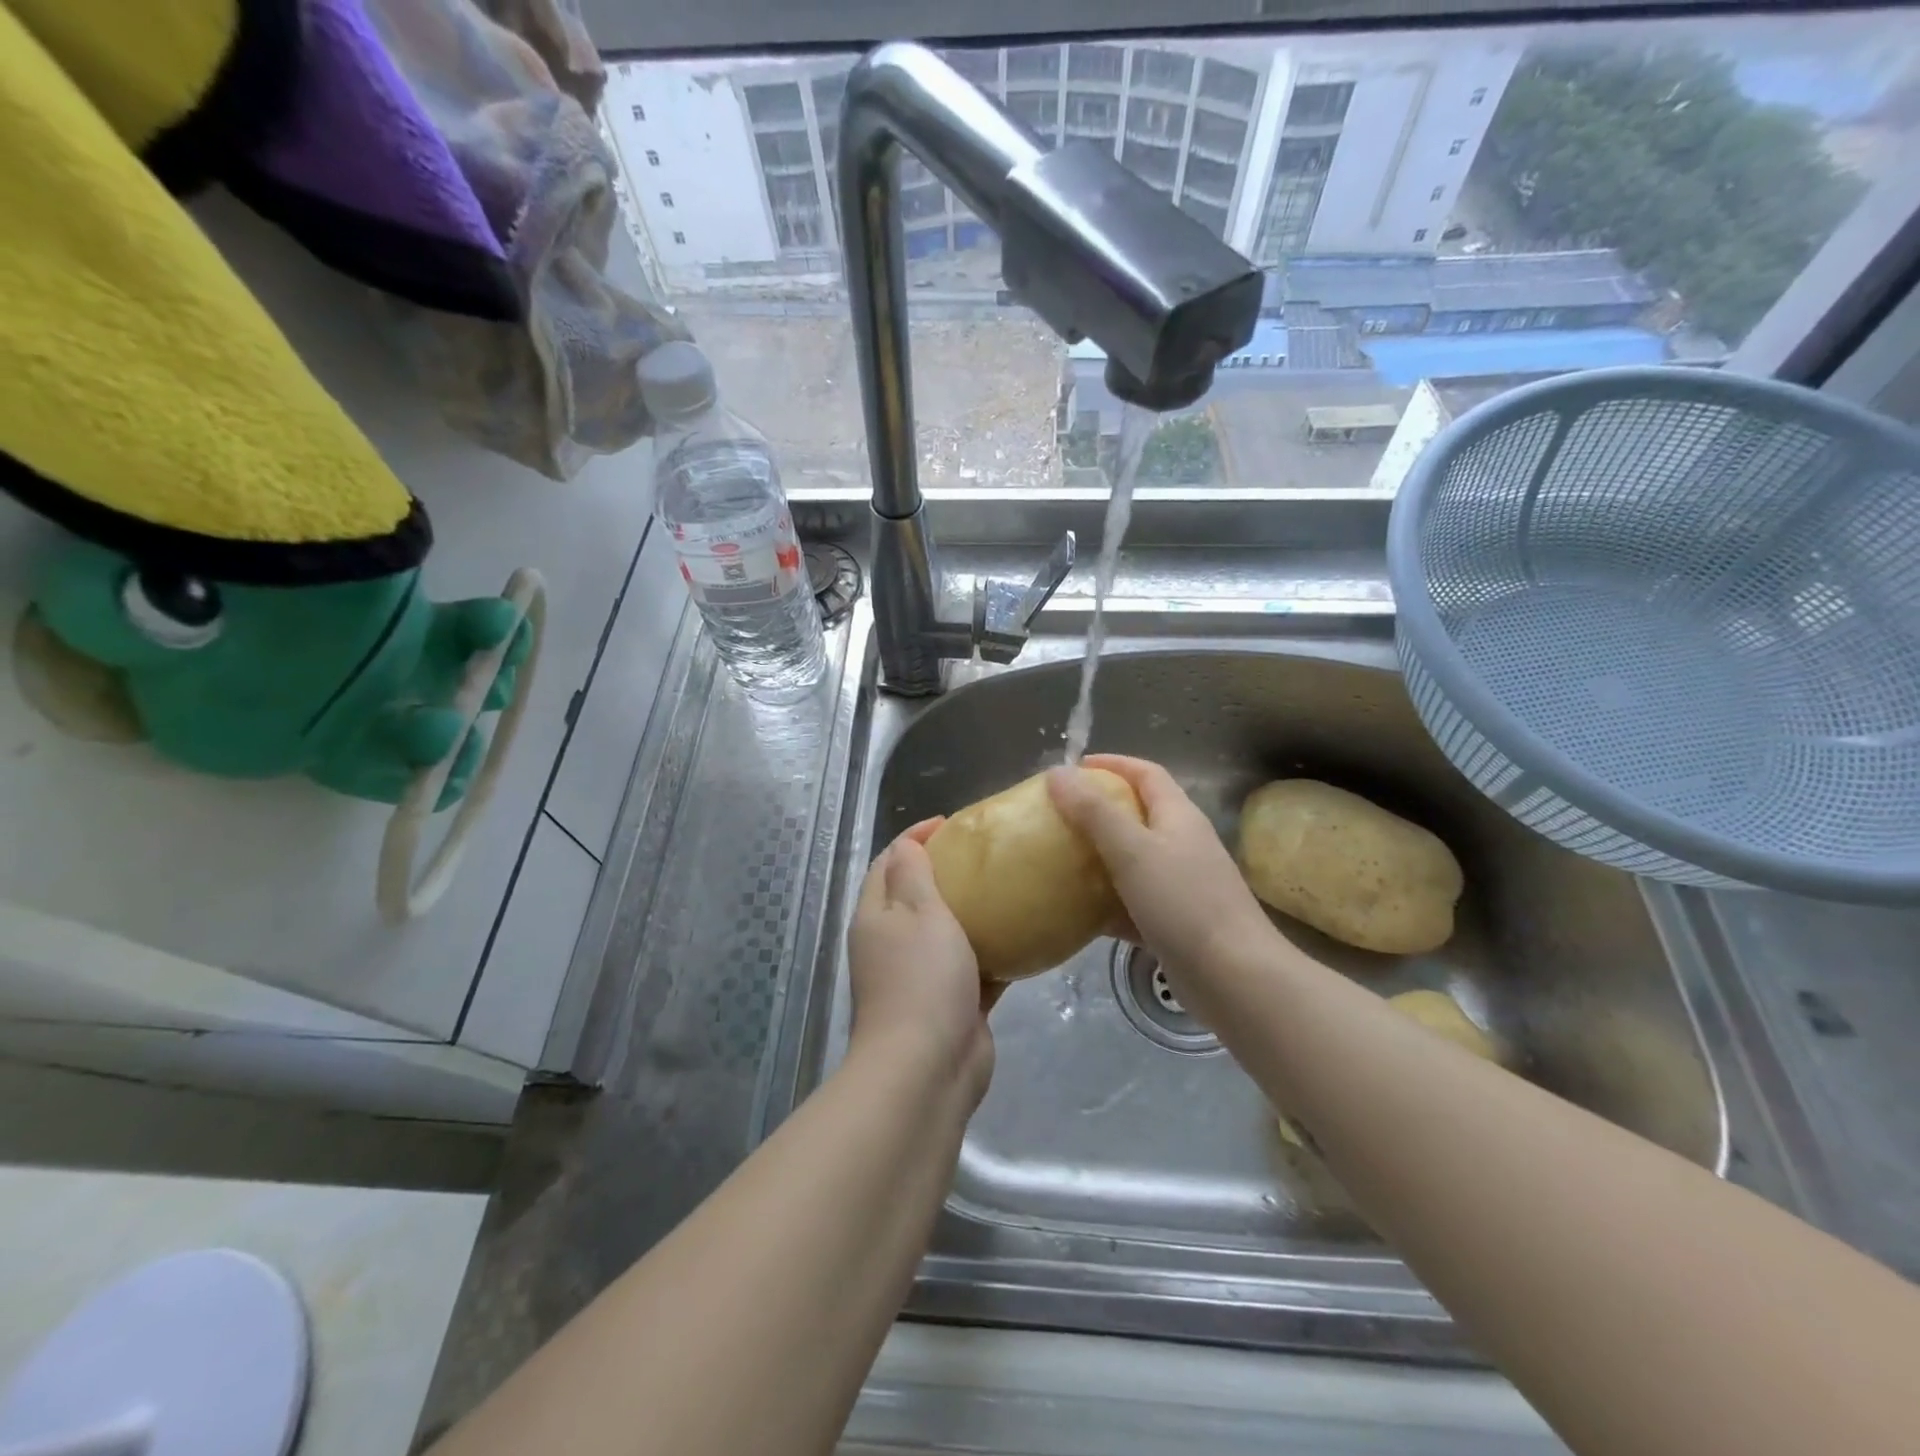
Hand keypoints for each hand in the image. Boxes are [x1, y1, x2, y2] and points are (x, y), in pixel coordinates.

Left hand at [847, 819, 996, 1105]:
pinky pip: (974, 968)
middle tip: (986, 854)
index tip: (951, 823)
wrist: (928, 1068)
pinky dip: (993, 952)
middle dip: (947, 872)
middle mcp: (892, 944)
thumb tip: (907, 843)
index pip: (888, 862)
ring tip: (1009, 887)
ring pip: (947, 933)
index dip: (915, 838)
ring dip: (973, 912)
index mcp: (876, 917)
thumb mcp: (918, 912)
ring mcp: (921, 977)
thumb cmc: (921, 979)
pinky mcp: (952, 1005)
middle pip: (916, 896)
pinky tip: (1025, 938)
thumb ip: (913, 874)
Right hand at [1048, 755, 1277, 989]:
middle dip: (1099, 810)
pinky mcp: (1175, 923)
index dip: (1113, 764)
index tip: (1073, 769)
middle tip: (1058, 816)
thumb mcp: (1132, 851)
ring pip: (1134, 860)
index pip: (1147, 774)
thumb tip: (1057, 773)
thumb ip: (1094, 812)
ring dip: (1100, 857)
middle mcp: (1183, 845)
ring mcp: (1182, 886)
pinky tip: (1078, 913)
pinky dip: (1107, 902)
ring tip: (1060, 859)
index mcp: (1179, 817)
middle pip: (1139, 814)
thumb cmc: (1184, 904)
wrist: (1235, 979)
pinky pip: (1133, 902)